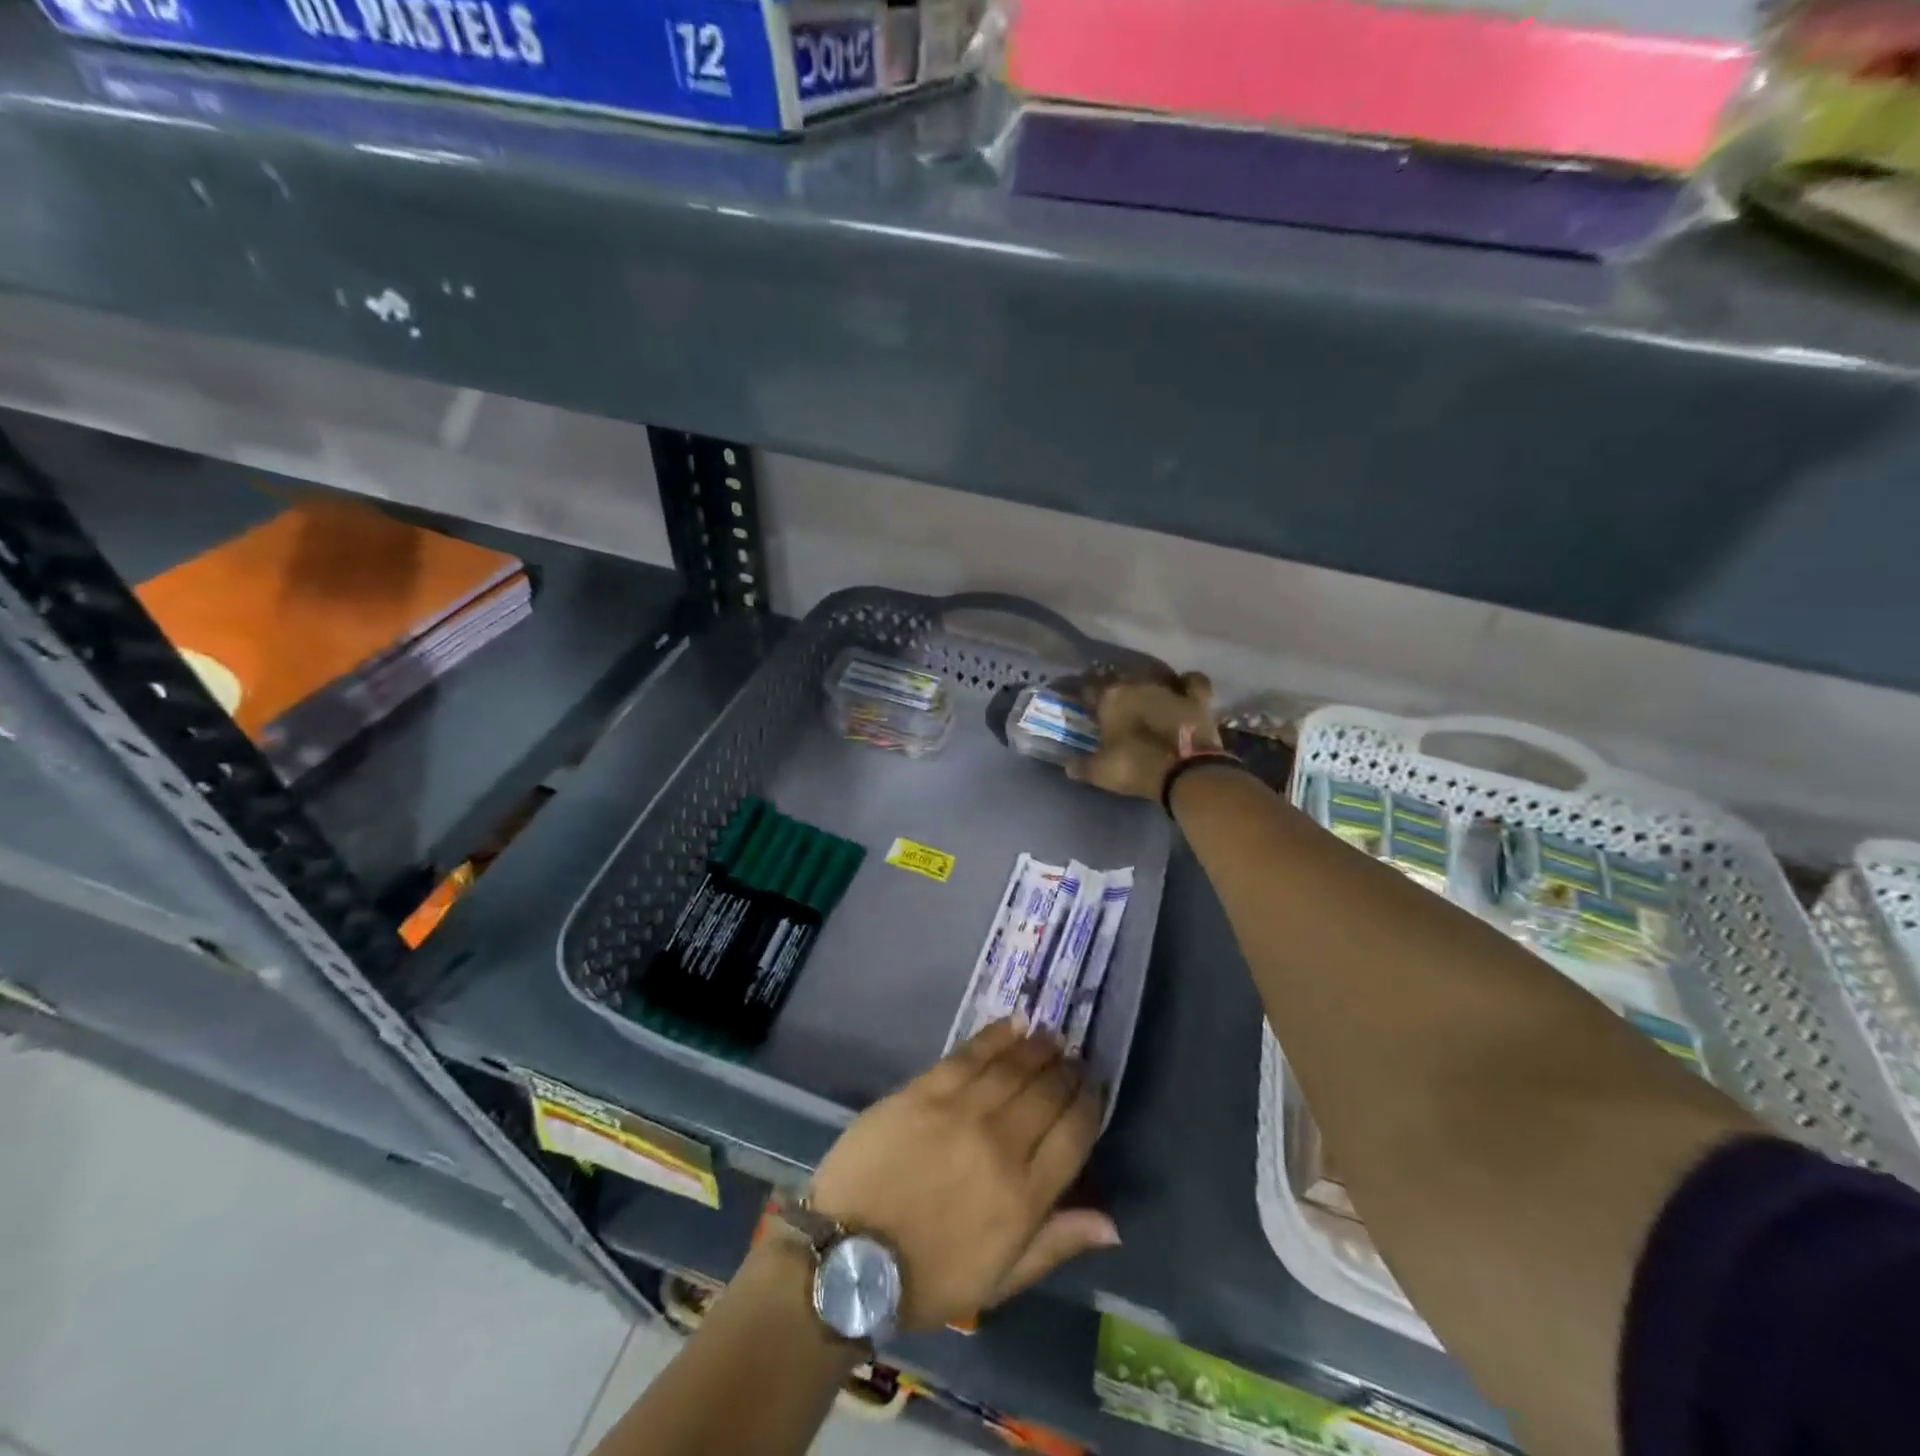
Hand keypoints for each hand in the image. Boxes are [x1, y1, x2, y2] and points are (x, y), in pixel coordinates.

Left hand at [809, 1020, 1118, 1330]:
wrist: (847, 1256)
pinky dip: (997, 1036)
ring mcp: (959, 1111)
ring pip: (1013, 1066)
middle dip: (1066, 1072)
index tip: (1094, 1088)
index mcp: (1023, 1197)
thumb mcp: (1000, 1280)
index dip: (1090, 1105)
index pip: (1074, 1134)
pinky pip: (970, 1053)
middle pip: (1046, 1093)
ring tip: (1050, 1038)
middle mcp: (999, 1144)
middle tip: (1073, 1059)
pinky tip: (1014, 1025)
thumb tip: (1112, 1223)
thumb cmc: (928, 1277)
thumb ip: (1056, 1244)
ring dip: (1038, 1047)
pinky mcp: (924, 1090)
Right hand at [1067, 670, 1221, 800]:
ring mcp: (1169, 689)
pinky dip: (1186, 682)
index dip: (1084, 695)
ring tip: (1144, 694)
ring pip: (1153, 675)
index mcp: (1110, 698)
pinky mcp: (1196, 699)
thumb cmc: (1135, 767)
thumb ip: (1082, 766)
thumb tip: (1068, 766)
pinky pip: (1192, 681)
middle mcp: (1138, 685)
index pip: (1088, 689)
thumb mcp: (1100, 772)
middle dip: (1114, 686)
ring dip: (1147, 683)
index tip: (1082, 702)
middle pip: (1120, 678)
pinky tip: (1182, 687)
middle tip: (1112, 701)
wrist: (1184, 771)